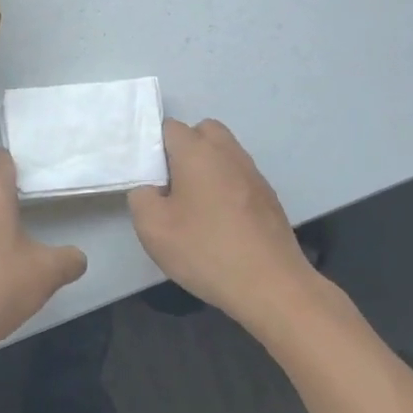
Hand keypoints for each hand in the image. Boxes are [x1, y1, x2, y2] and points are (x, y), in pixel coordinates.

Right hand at [129, 119, 319, 323]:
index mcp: (198, 152)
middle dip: (184, 149)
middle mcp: (228, 153)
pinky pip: (239, 177)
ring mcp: (253, 174)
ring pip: (224, 154)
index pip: (170, 128)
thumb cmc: (205, 250)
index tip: (147, 177)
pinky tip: (219, 222)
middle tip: (171, 185)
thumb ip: (141, 197)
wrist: (270, 285)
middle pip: (203, 131)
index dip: (154, 147)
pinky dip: (226, 187)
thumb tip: (151, 189)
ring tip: (194, 206)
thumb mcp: (152, 227)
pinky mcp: (269, 197)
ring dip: (207, 168)